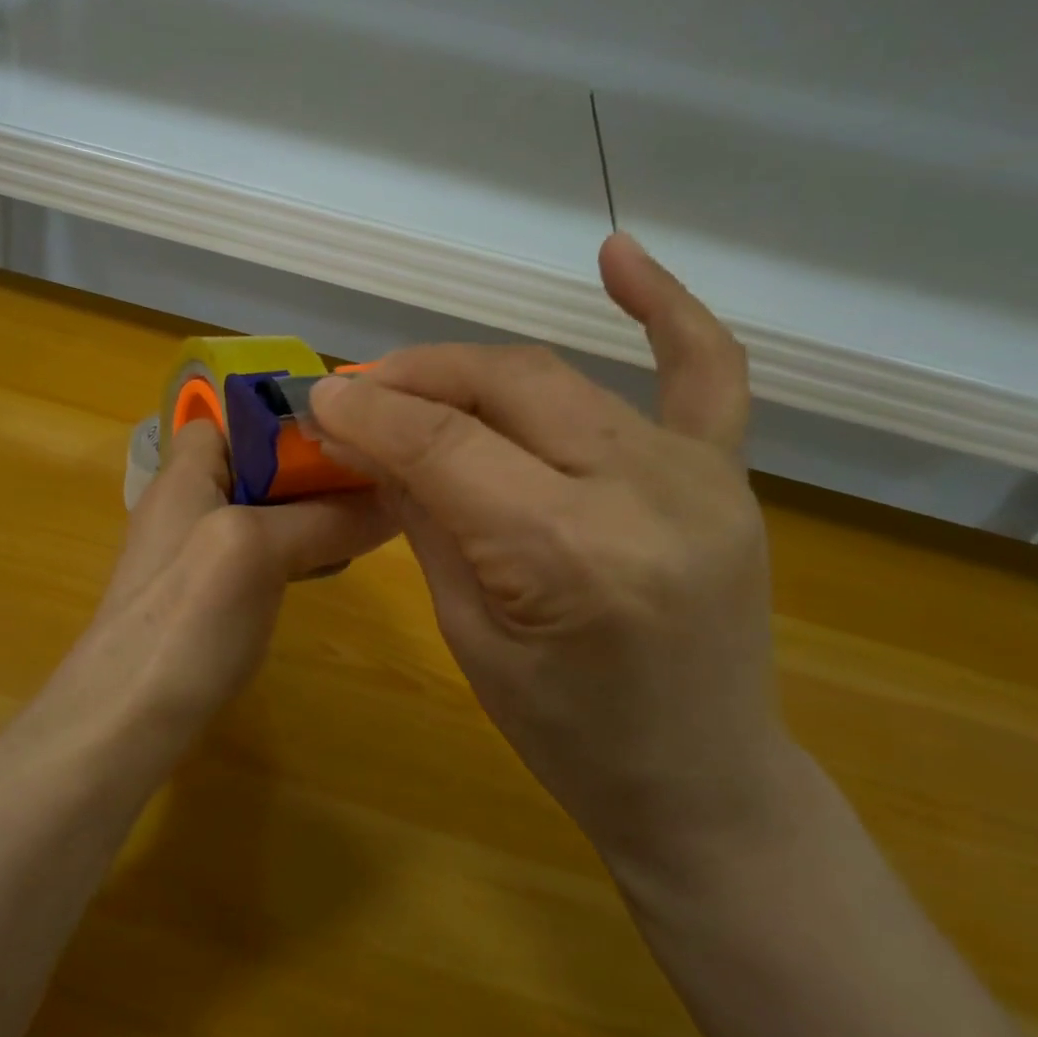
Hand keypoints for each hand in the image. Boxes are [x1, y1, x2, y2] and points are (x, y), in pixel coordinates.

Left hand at [81, 418, 395, 723]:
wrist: (123, 721)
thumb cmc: (185, 617)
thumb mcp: (256, 549)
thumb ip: (323, 518)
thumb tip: (393, 499)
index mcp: (186, 472)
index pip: (235, 416)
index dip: (287, 418)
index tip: (348, 432)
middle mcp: (185, 502)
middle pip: (256, 464)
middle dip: (310, 468)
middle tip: (373, 481)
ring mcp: (191, 552)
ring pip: (261, 511)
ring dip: (308, 513)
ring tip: (364, 521)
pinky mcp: (203, 596)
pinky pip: (256, 553)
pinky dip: (292, 552)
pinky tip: (326, 568)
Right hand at [308, 234, 781, 872]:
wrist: (702, 782)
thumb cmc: (567, 736)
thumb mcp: (468, 634)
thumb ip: (422, 515)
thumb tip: (364, 435)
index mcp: (569, 555)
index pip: (444, 445)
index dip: (367, 412)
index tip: (314, 398)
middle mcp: (642, 493)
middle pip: (502, 388)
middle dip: (411, 379)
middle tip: (354, 394)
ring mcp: (696, 473)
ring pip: (556, 376)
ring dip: (471, 367)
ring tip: (413, 380)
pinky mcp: (723, 472)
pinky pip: (706, 369)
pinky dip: (663, 308)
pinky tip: (616, 254)